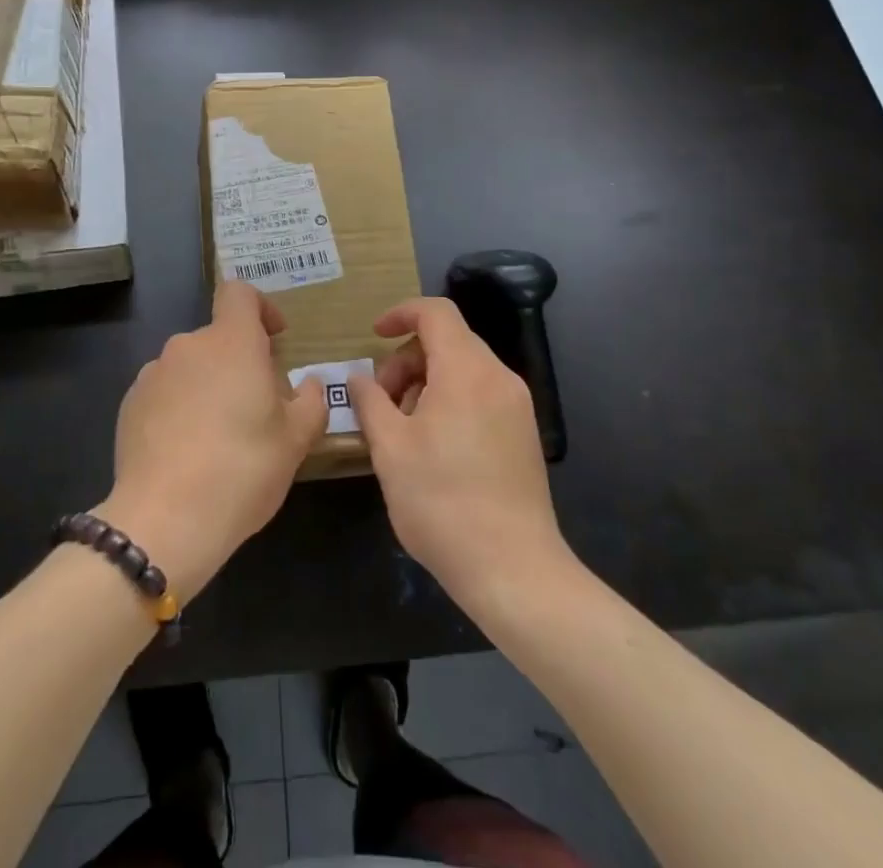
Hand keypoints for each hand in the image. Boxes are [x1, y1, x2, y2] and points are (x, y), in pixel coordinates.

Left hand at [98, 282, 325, 603]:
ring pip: (190, 367)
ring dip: (208, 386)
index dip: (260, 308)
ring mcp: (153, 374)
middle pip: (218, 338)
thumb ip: (311, 402)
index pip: (239, 293)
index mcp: (231, 342)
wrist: (165, 520)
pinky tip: (187, 451)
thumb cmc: (243, 469)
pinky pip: (164, 393)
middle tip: (257, 406)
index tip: (274, 338)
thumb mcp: (296, 440)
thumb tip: (310, 383)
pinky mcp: (129, 405)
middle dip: (239, 362)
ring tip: (219, 435)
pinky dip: (179, 408)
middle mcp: (188, 346)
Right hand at [348, 298, 571, 614]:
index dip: (401, 313)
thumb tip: (358, 378)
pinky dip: (450, 400)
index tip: (374, 336)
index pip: (436, 313)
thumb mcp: (390, 449)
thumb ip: (370, 402)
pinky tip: (433, 445)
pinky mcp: (524, 433)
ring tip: (404, 429)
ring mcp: (517, 406)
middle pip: (448, 340)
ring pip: (464, 369)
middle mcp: (499, 377)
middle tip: (382, 402)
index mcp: (466, 370)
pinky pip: (481, 394)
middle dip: (407, 359)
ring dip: (427, 382)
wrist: (514, 570)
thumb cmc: (442, 503)